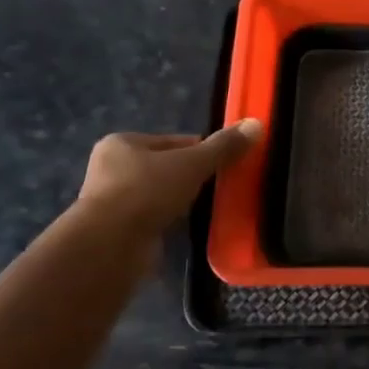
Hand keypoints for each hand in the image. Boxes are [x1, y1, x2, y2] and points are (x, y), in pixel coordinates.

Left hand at [78, 119, 262, 233]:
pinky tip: (191, 227)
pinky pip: (155, 219)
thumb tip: (257, 123)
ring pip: (160, 195)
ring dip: (182, 201)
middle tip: (223, 186)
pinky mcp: (120, 231)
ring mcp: (113, 202)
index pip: (172, 141)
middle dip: (191, 176)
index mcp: (122, 143)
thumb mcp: (192, 163)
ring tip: (211, 207)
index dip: (201, 149)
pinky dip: (172, 221)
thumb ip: (223, 147)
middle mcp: (111, 169)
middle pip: (165, 167)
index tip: (226, 162)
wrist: (111, 245)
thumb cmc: (146, 191)